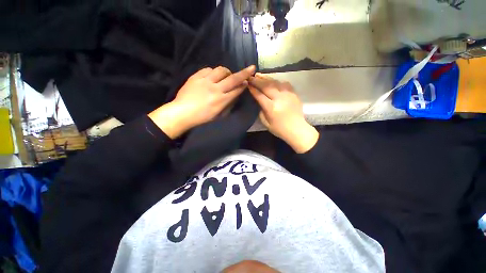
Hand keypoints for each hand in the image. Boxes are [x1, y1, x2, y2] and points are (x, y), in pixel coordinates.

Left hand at [149, 65, 255, 138]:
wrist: (182, 112)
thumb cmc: (202, 117)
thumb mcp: (219, 115)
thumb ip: (228, 104)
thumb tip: (235, 94)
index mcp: (221, 101)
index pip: (237, 90)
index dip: (244, 85)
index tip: (248, 81)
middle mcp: (215, 89)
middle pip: (233, 78)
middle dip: (244, 73)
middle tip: (250, 69)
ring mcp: (205, 81)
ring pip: (221, 70)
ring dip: (227, 72)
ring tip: (226, 76)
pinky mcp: (196, 76)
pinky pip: (208, 69)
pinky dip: (214, 72)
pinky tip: (213, 76)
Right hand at [248, 74, 318, 152]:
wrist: (297, 129)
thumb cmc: (280, 129)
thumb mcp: (266, 123)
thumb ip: (261, 111)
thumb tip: (259, 101)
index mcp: (272, 108)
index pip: (260, 95)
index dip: (253, 89)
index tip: (247, 84)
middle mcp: (279, 99)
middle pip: (266, 86)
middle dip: (257, 81)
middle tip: (251, 77)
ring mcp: (288, 95)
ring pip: (275, 82)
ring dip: (266, 78)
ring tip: (259, 75)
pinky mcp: (294, 93)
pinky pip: (284, 84)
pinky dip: (277, 81)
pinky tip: (272, 80)